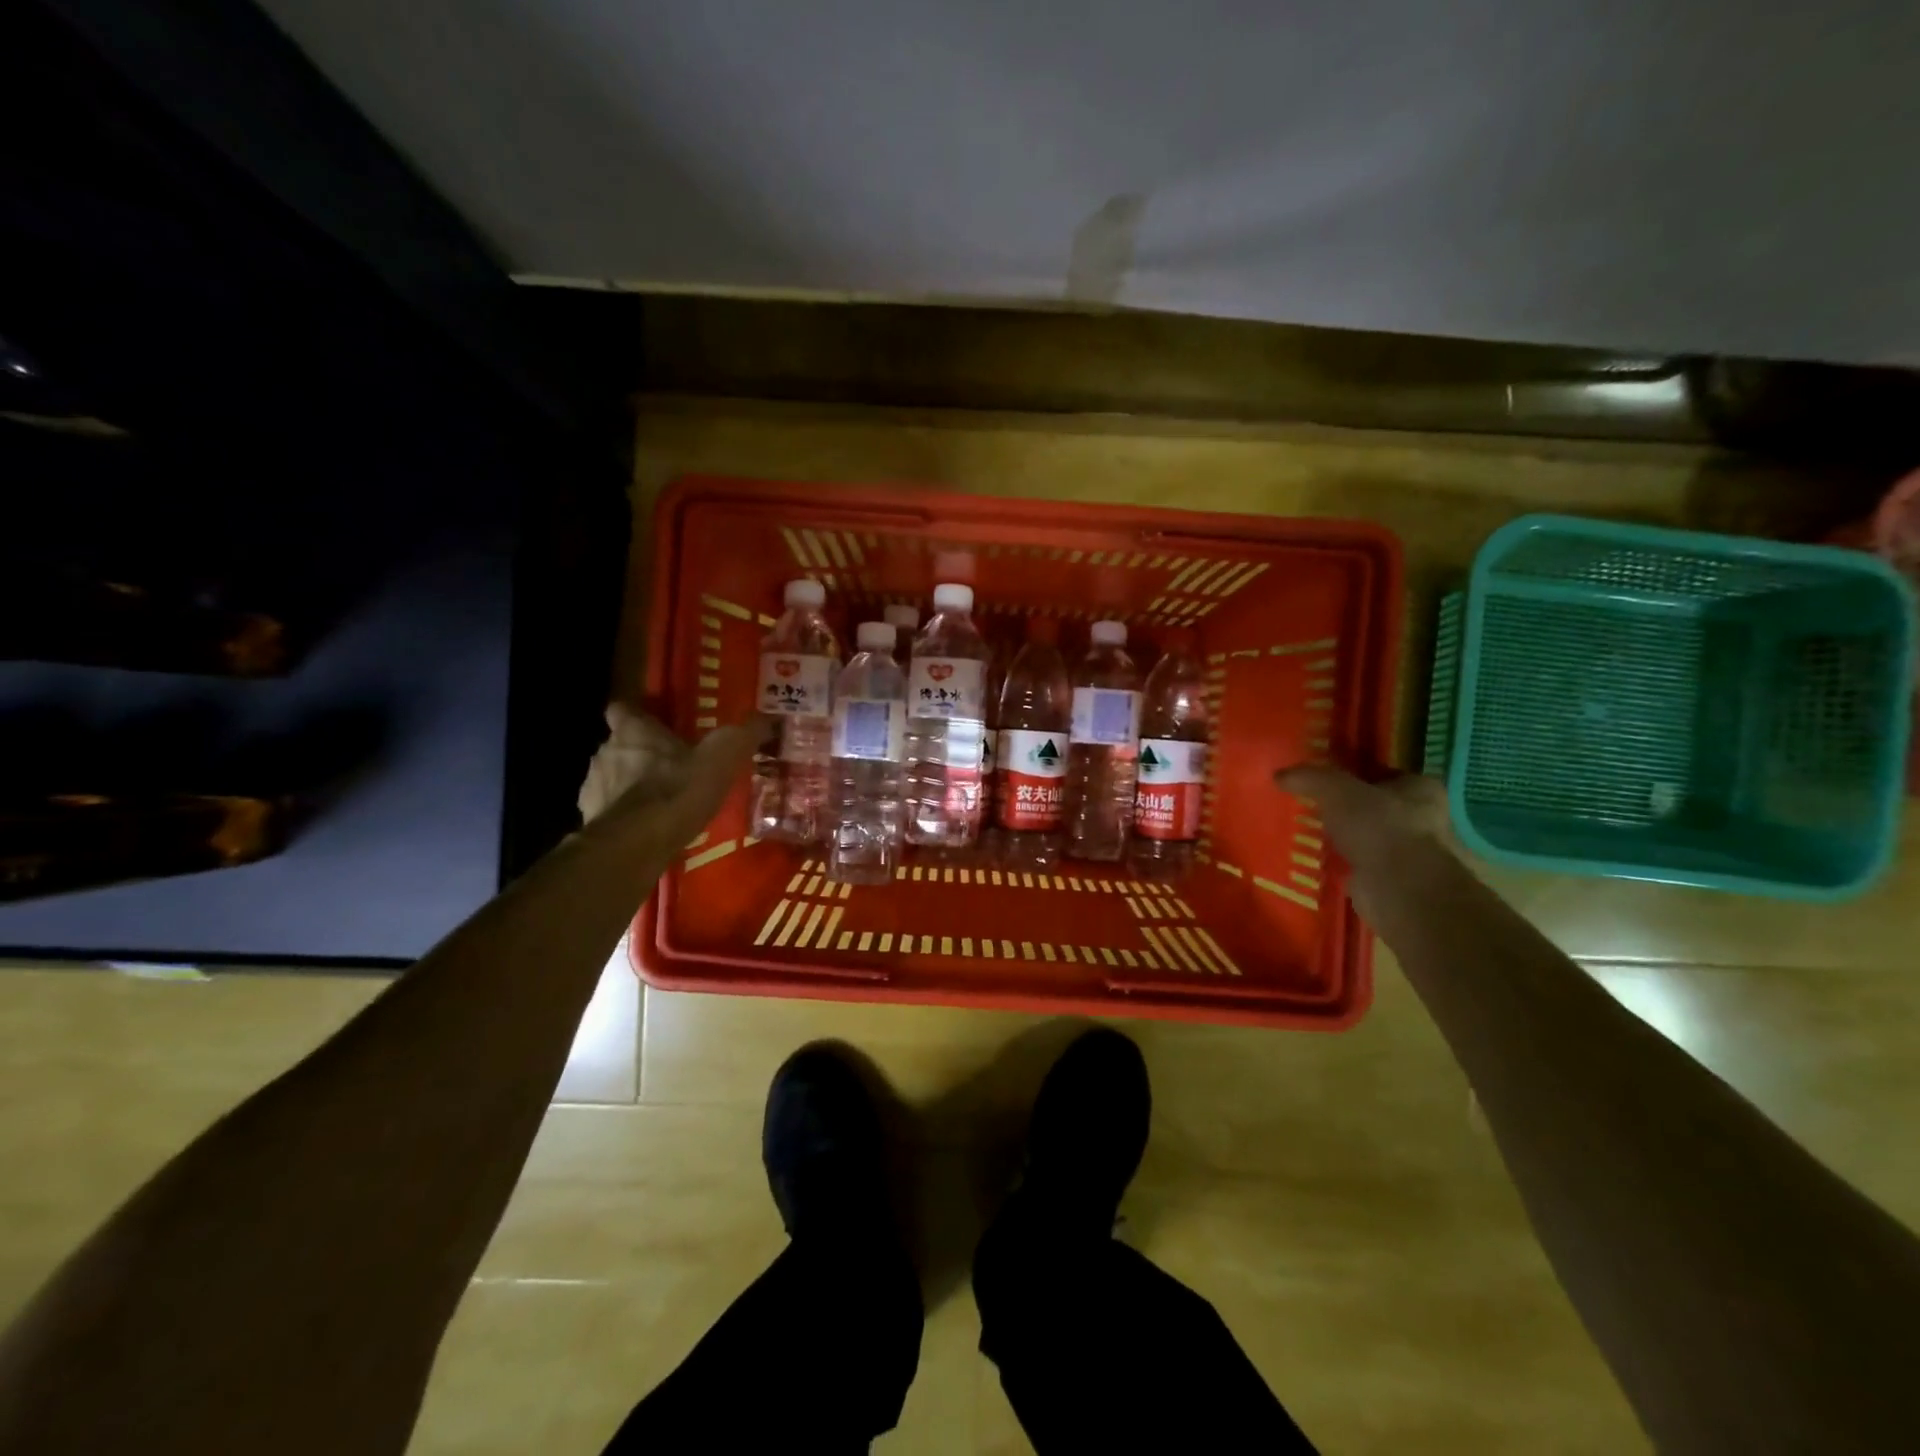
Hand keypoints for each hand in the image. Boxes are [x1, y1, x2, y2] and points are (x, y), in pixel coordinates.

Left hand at [578, 704, 760, 848]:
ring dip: (631, 787)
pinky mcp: (591, 822)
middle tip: (671, 767)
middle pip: (618, 746)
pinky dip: (626, 818)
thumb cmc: (677, 790)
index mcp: (633, 732)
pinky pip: (610, 813)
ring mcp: (593, 789)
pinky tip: (649, 830)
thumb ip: (743, 735)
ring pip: (611, 779)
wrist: (636, 845)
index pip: (623, 709)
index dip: (637, 715)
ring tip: (662, 802)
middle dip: (640, 755)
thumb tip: (767, 717)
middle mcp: (605, 753)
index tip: (653, 723)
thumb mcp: (722, 757)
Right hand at [1275, 764, 1448, 868]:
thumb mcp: (1337, 790)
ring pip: (1364, 837)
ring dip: (1339, 838)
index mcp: (1420, 788)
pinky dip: (1338, 863)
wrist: (1401, 890)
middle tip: (1306, 805)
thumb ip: (1310, 778)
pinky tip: (1313, 860)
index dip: (1349, 772)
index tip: (1319, 777)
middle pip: (1372, 805)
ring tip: (1303, 833)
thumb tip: (1279, 774)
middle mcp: (1422, 819)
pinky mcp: (1391, 881)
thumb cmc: (1380, 827)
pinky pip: (1357, 864)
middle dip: (1342, 808)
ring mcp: (1409, 854)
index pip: (1380, 772)